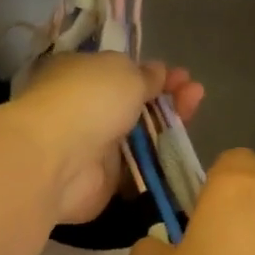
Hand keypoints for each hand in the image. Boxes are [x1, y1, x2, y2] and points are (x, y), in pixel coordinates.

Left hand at [8, 54, 204, 224]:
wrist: (59, 160)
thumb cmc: (89, 101)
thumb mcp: (124, 73)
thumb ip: (144, 75)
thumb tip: (157, 72)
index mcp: (80, 75)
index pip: (119, 73)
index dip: (151, 73)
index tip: (180, 76)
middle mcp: (84, 110)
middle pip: (132, 106)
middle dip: (165, 99)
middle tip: (195, 94)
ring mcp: (93, 148)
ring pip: (137, 138)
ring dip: (166, 128)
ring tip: (194, 114)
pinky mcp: (102, 183)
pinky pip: (136, 171)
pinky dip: (158, 165)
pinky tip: (181, 155)